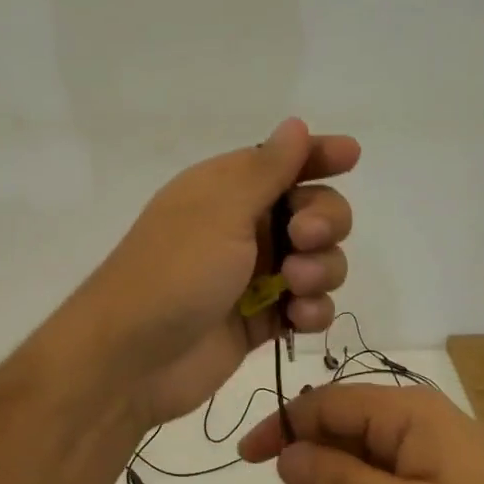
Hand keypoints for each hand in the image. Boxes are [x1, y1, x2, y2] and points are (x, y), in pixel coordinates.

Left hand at [79, 119, 359, 426]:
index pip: (282, 162)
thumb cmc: (174, 271)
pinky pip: (307, 306)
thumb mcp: (221, 210)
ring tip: (296, 286)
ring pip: (319, 261)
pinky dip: (312, 310)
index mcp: (226, 190)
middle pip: (313, 211)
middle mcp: (244, 227)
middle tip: (304, 239)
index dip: (318, 156)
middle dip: (324, 221)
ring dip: (321, 270)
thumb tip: (294, 123)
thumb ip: (267, 169)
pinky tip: (298, 319)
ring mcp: (254, 276)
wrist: (131, 359)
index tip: (351, 157)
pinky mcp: (261, 320)